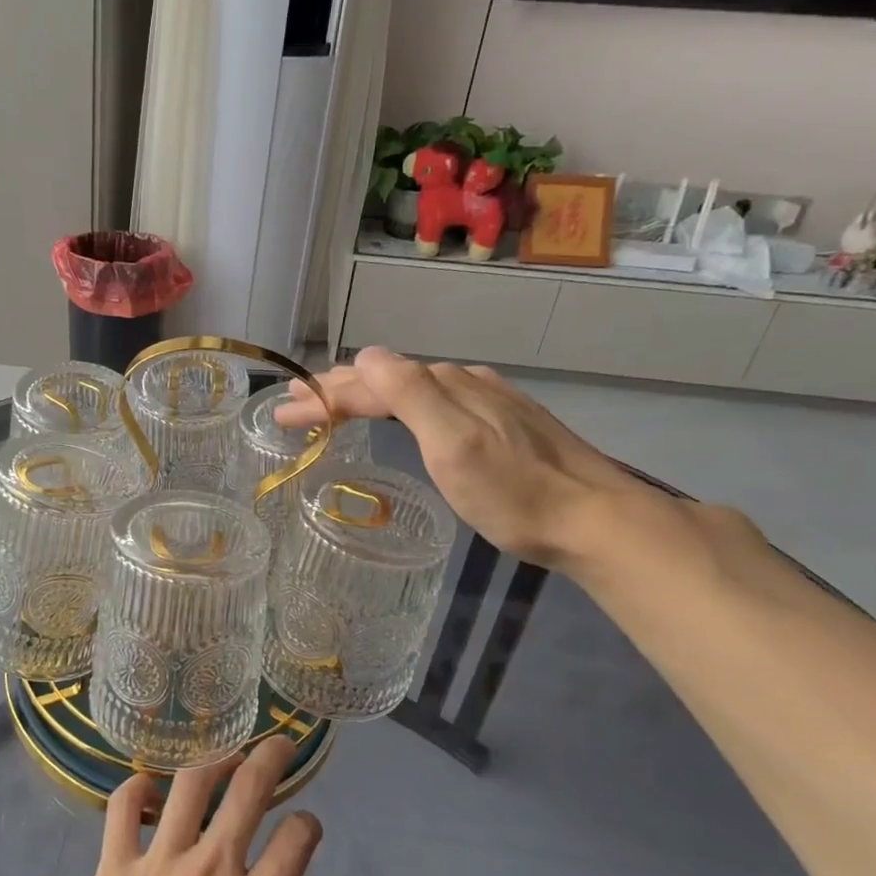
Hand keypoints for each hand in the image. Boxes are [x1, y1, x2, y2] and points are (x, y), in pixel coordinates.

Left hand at [33, 737, 334, 875]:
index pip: (298, 839)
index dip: (310, 826)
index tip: (307, 830)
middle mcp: (212, 872)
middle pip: (249, 789)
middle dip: (272, 757)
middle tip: (279, 743)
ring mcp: (158, 864)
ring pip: (190, 784)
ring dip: (214, 759)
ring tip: (224, 755)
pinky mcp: (112, 868)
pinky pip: (121, 807)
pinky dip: (136, 787)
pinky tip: (149, 788)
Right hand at [276, 346, 648, 567]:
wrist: (595, 519)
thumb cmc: (513, 492)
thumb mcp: (453, 445)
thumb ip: (410, 395)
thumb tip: (365, 356)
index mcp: (444, 387)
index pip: (367, 383)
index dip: (322, 397)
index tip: (281, 414)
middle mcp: (462, 383)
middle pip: (385, 380)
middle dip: (334, 392)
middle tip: (293, 405)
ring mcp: (485, 401)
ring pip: (409, 389)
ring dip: (363, 396)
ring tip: (332, 406)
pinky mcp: (501, 422)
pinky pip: (431, 402)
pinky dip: (397, 406)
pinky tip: (400, 414)